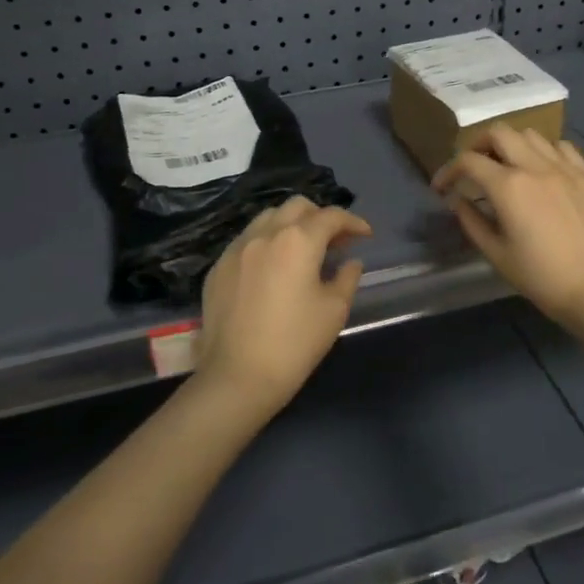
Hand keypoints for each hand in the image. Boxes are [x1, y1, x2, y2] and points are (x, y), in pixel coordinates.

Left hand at [194, 197, 372, 417]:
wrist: (237, 377)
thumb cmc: (295, 343)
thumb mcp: (334, 310)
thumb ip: (347, 277)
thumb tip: (350, 262)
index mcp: (297, 240)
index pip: (331, 216)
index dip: (353, 222)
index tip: (365, 236)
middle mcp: (265, 234)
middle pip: (297, 207)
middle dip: (320, 217)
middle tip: (335, 241)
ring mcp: (237, 248)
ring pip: (268, 218)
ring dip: (290, 225)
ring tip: (302, 250)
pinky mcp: (218, 267)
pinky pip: (247, 240)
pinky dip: (266, 243)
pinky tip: (273, 268)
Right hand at [433, 125, 583, 329]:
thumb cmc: (541, 278)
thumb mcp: (497, 254)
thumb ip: (471, 221)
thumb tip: (457, 199)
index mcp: (509, 186)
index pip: (468, 161)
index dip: (448, 170)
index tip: (442, 187)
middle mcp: (536, 166)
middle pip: (499, 132)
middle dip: (478, 145)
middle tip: (473, 167)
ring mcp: (566, 168)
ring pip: (531, 134)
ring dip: (512, 145)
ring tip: (509, 167)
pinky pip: (562, 147)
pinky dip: (545, 152)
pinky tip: (544, 171)